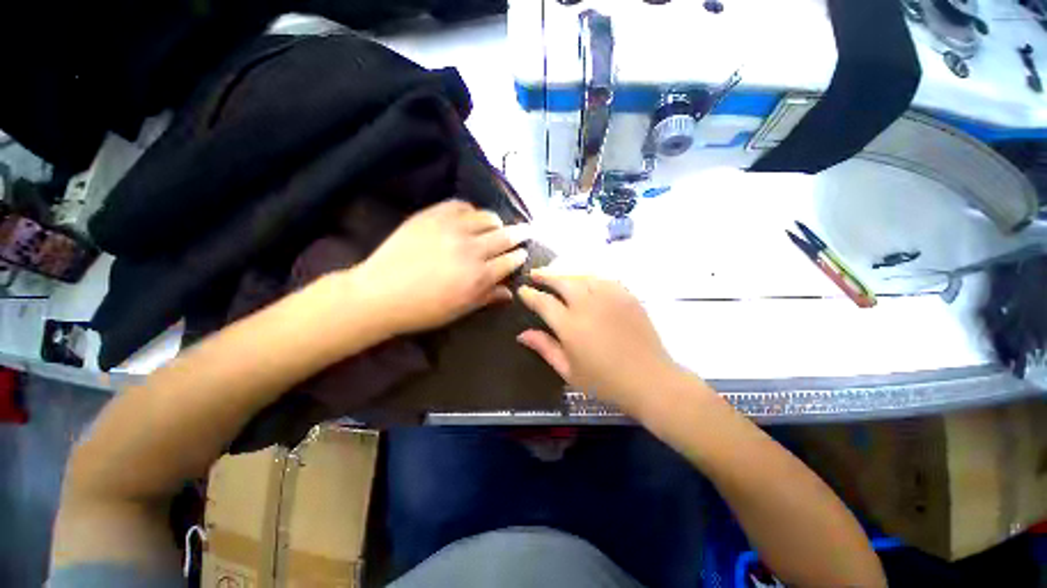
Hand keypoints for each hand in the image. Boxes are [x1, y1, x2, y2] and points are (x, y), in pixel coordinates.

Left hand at [350, 200, 528, 335]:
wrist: (380, 293)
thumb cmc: (423, 309)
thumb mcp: (460, 310)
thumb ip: (488, 297)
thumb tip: (510, 292)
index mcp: (479, 276)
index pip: (510, 261)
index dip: (519, 256)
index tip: (523, 253)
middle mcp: (472, 249)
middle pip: (505, 236)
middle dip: (520, 233)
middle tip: (526, 230)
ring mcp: (452, 229)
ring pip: (487, 217)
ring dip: (497, 222)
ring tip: (497, 225)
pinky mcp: (433, 215)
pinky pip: (461, 205)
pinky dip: (471, 210)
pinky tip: (470, 217)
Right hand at [516, 271, 681, 413]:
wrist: (649, 380)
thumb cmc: (605, 381)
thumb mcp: (568, 370)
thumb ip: (545, 348)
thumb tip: (522, 334)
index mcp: (570, 325)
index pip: (544, 302)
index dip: (530, 294)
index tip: (523, 290)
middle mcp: (587, 305)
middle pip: (562, 281)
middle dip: (545, 275)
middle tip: (536, 273)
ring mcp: (609, 297)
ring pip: (583, 276)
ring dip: (567, 273)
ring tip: (557, 275)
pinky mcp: (626, 296)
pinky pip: (604, 279)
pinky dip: (590, 277)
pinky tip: (586, 281)